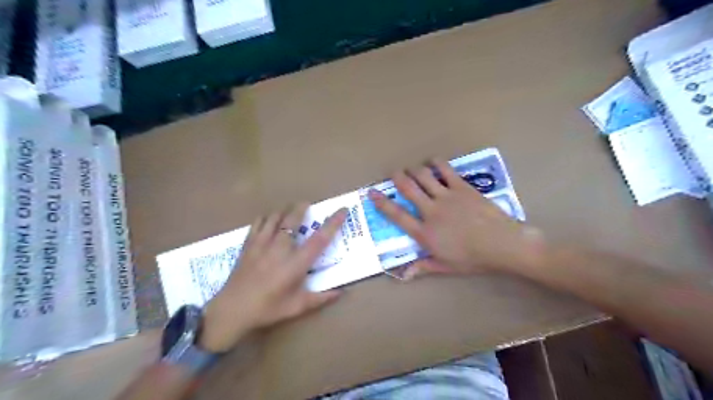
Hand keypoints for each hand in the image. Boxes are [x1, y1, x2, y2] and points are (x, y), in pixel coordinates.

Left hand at [199, 204, 346, 351]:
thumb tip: (341, 293)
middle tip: (308, 204)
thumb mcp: (298, 306)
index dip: (333, 223)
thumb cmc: (268, 309)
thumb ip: (321, 298)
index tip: (342, 210)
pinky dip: (266, 217)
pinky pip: (258, 222)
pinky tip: (269, 220)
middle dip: (302, 208)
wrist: (232, 310)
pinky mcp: (248, 244)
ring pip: (275, 217)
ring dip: (285, 211)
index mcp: (296, 263)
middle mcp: (280, 248)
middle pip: (293, 219)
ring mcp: (262, 243)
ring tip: (290, 211)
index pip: (320, 239)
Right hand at [370, 158, 543, 278]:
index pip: (397, 215)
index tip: (372, 192)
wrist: (502, 244)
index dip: (382, 203)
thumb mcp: (446, 266)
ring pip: (423, 177)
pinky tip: (433, 162)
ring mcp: (446, 197)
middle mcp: (431, 211)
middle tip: (395, 173)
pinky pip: (445, 170)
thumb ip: (423, 267)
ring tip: (413, 169)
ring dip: (414, 170)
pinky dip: (436, 163)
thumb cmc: (473, 259)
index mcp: (425, 233)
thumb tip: (403, 275)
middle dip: (398, 177)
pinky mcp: (462, 187)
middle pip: (408, 188)